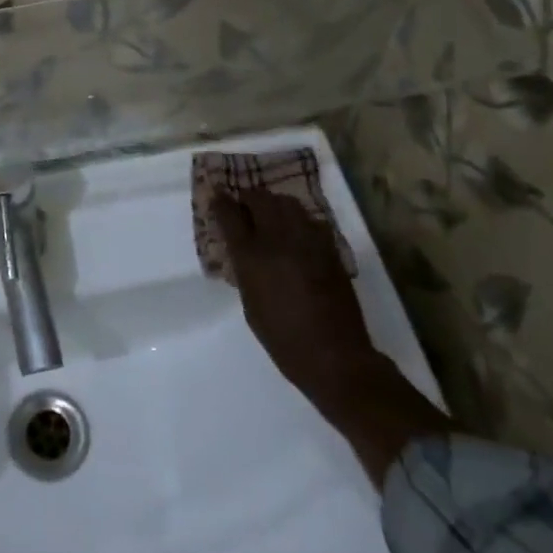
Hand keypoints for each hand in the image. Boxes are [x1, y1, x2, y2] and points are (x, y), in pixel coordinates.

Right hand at [213, 189, 447, 482]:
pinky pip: (309, 220)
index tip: (217, 195)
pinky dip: (298, 219)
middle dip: (248, 197)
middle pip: (259, 199)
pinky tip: (295, 233)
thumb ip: (245, 270)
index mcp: (251, 256)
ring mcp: (307, 240)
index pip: (229, 214)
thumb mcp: (250, 304)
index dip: (221, 201)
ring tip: (270, 213)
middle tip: (243, 203)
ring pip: (287, 202)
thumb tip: (244, 250)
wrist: (335, 357)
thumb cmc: (283, 339)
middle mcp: (278, 239)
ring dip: (274, 203)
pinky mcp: (329, 247)